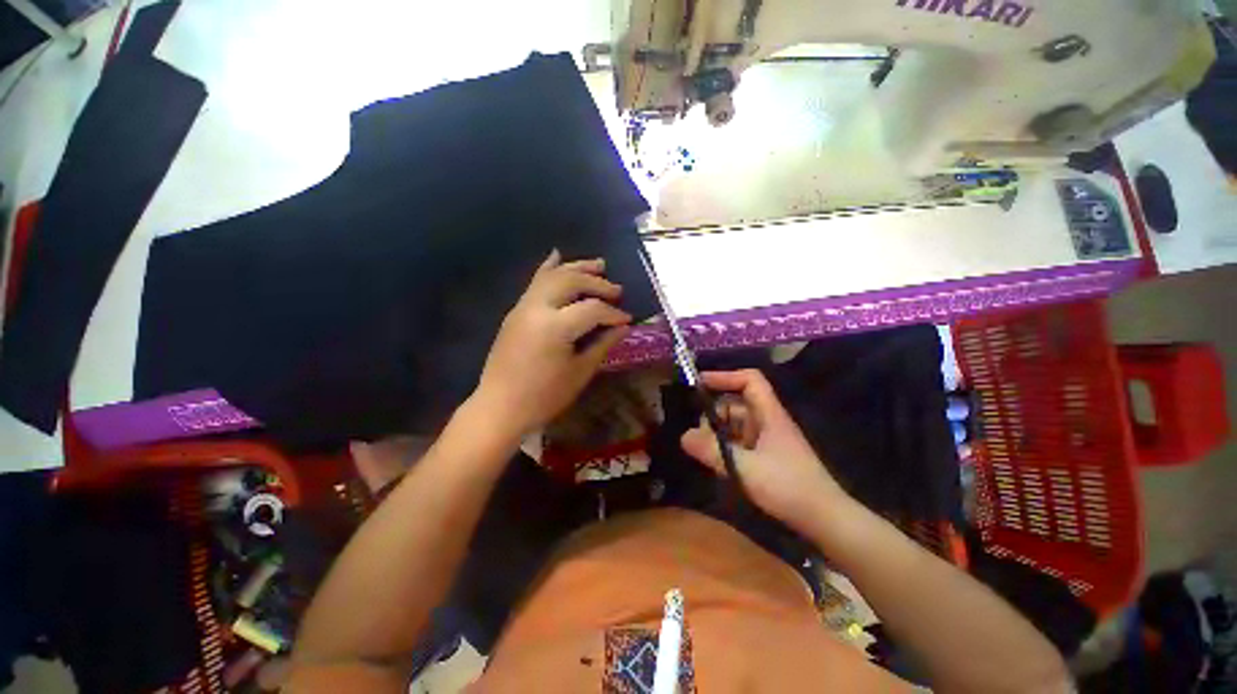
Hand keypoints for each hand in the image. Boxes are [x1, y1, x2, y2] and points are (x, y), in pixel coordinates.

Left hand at [475, 250, 631, 435]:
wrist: (500, 407)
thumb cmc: (544, 397)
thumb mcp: (579, 373)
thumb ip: (602, 345)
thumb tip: (623, 328)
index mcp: (555, 327)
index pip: (592, 309)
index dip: (613, 313)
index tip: (627, 319)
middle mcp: (537, 308)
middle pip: (572, 281)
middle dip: (598, 283)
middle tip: (617, 291)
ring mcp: (523, 306)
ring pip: (552, 275)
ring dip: (577, 268)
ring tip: (599, 265)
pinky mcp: (516, 311)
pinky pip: (534, 282)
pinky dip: (548, 267)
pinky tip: (557, 255)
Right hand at [681, 369, 850, 538]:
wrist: (824, 519)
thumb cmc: (787, 487)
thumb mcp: (745, 468)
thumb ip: (712, 451)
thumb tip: (683, 436)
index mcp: (768, 414)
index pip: (749, 380)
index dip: (724, 377)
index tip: (699, 384)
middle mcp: (767, 421)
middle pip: (736, 404)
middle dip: (714, 415)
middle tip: (699, 436)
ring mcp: (767, 439)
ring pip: (736, 425)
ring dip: (719, 434)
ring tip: (706, 454)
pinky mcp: (767, 456)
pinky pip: (740, 442)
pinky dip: (727, 448)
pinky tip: (720, 465)